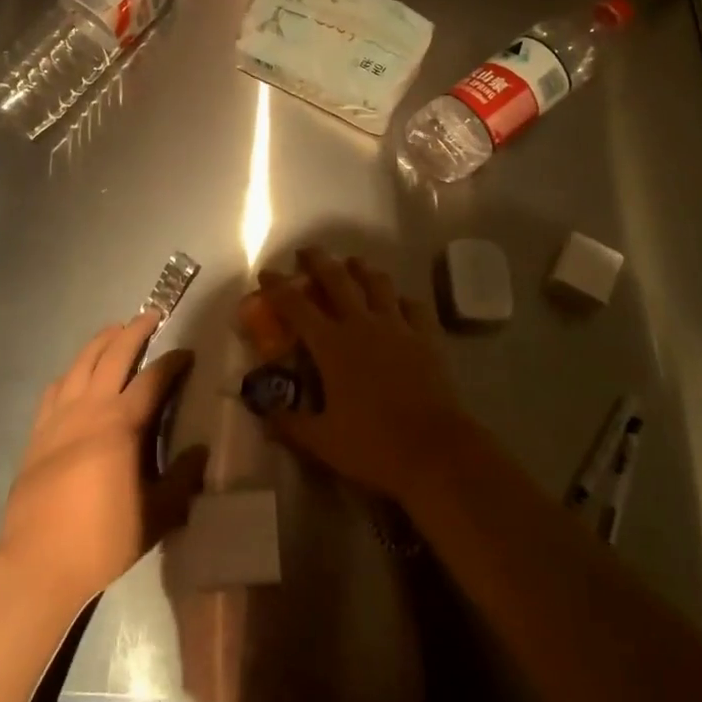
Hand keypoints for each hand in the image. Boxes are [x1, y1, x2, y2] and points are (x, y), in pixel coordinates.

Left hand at [0, 312, 207, 616]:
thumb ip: (183, 479)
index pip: (154, 378)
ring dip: (101, 341)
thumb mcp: (157, 515)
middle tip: (151, 316)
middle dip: (135, 330)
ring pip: (81, 363)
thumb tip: (201, 451)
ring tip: (115, 331)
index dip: (173, 361)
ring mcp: (59, 417)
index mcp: (123, 423)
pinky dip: (71, 372)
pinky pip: (55, 388)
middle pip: (114, 354)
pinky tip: (75, 374)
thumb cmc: (102, 539)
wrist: (36, 563)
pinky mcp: (38, 433)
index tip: (187, 353)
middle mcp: (91, 408)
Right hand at [242, 247, 474, 505]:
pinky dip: (401, 298)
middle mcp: (362, 324)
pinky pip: (413, 305)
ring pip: (377, 283)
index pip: (297, 306)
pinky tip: (397, 302)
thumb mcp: (323, 442)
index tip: (266, 274)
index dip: (278, 287)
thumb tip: (265, 412)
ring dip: (361, 269)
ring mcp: (398, 326)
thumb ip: (290, 424)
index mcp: (332, 345)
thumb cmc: (373, 445)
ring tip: (352, 264)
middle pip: (338, 279)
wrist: (435, 450)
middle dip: (319, 261)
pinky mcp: (426, 336)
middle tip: (306, 252)